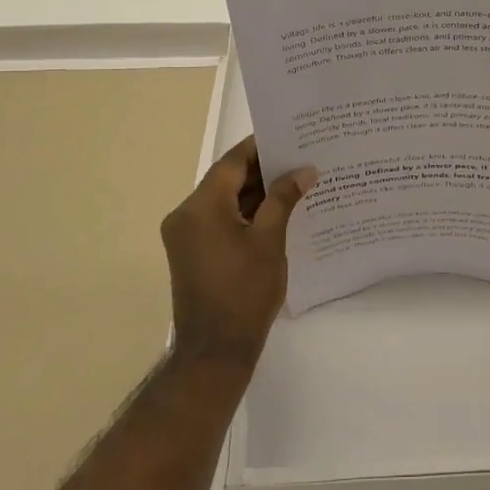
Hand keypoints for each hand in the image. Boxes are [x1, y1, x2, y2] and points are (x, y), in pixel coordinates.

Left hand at [159, 136, 315, 368]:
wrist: (215, 352)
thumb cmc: (245, 292)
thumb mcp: (270, 240)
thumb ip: (284, 199)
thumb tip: (304, 170)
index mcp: (200, 206)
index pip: (232, 162)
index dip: (260, 147)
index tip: (289, 137)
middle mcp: (185, 215)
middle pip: (226, 180)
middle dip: (262, 171)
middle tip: (300, 160)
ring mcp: (185, 235)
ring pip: (223, 201)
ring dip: (255, 194)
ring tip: (295, 183)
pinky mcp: (191, 252)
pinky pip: (219, 220)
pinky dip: (244, 214)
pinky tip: (276, 212)